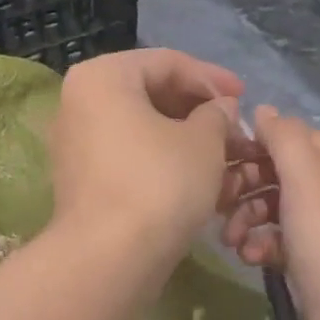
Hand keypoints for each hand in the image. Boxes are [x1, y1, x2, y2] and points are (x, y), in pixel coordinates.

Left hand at [47, 49, 251, 266]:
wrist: (110, 257)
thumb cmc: (160, 183)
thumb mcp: (204, 141)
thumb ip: (217, 113)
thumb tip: (221, 108)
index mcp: (103, 77)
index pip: (167, 62)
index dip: (212, 78)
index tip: (244, 97)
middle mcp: (79, 102)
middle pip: (150, 93)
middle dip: (198, 110)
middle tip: (234, 128)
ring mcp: (75, 142)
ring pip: (141, 127)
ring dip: (185, 137)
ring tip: (223, 156)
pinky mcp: (81, 178)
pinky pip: (128, 154)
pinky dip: (162, 159)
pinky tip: (196, 178)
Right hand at [221, 106, 319, 319]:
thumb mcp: (306, 179)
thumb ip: (283, 138)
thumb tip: (262, 110)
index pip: (292, 138)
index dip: (255, 145)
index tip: (219, 159)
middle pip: (279, 172)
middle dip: (246, 186)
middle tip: (218, 202)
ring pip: (273, 206)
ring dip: (246, 218)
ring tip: (229, 239)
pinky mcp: (311, 257)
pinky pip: (276, 237)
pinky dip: (259, 243)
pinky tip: (248, 257)